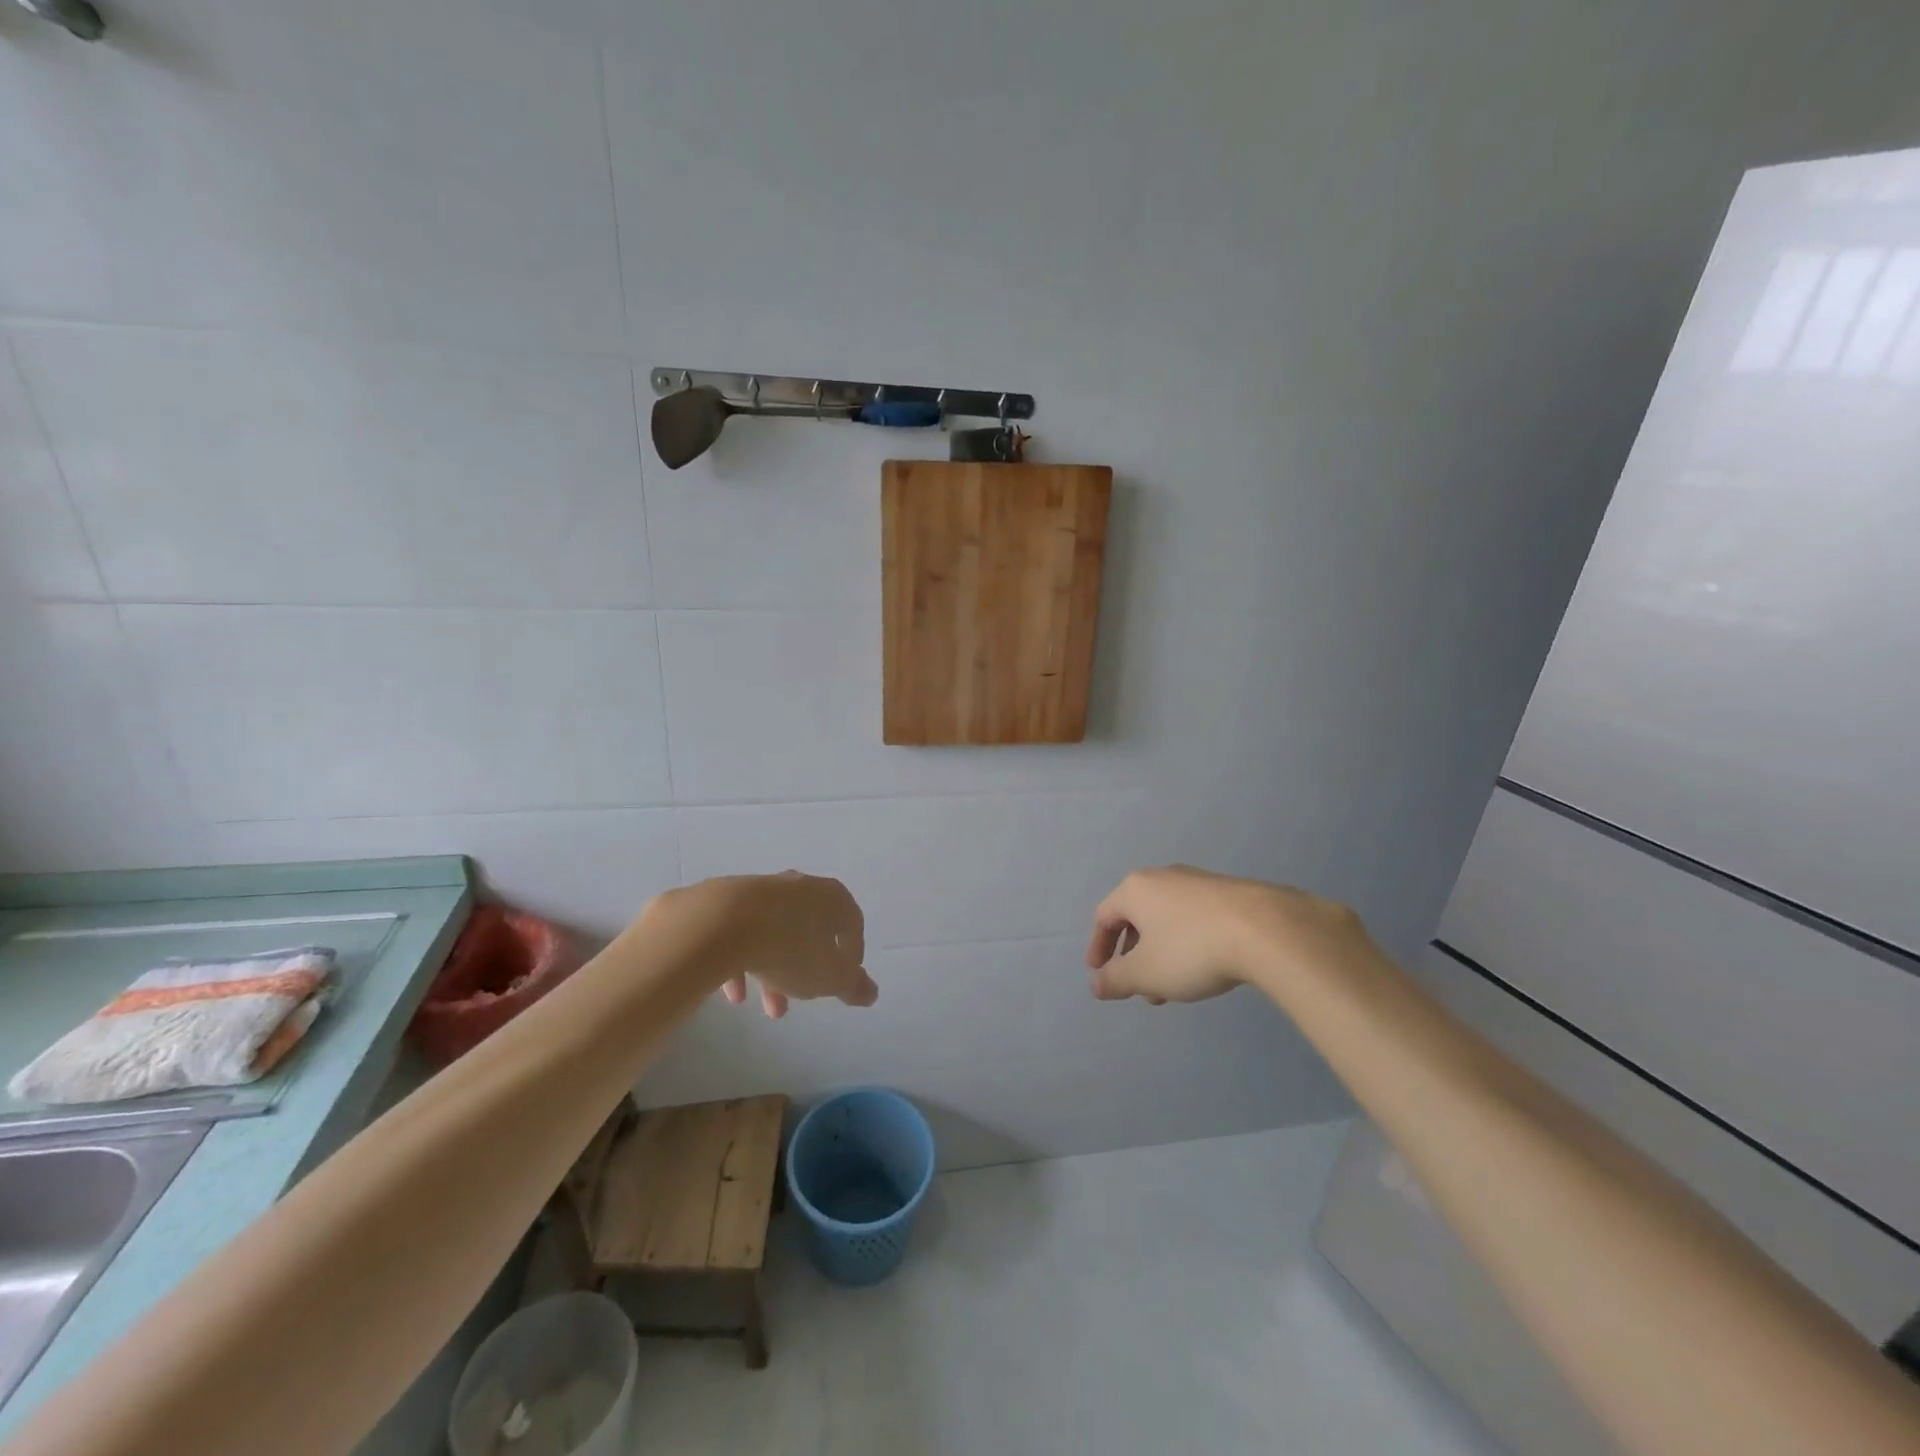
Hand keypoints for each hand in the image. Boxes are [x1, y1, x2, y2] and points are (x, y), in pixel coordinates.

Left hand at [649, 872, 876, 1019]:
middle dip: (807, 968)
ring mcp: (761, 890)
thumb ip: (852, 985)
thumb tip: (871, 992)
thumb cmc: (790, 949)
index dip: (852, 952)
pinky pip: (742, 933)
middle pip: (810, 929)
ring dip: (774, 970)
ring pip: (775, 933)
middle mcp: (799, 886)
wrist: (721, 923)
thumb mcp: (830, 977)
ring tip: (766, 1008)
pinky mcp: (727, 900)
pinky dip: (743, 961)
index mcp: (831, 897)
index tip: (845, 977)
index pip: (852, 922)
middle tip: (802, 1000)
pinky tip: (734, 994)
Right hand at [1086, 865, 1374, 1004]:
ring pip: (1167, 920)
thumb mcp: (1146, 973)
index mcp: (1135, 889)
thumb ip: (1115, 980)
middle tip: (1139, 988)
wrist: (1267, 929)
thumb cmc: (1192, 949)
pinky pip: (1194, 919)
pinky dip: (1187, 944)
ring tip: (1173, 989)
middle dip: (1134, 956)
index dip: (1099, 947)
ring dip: (1161, 954)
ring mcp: (1198, 882)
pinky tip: (1204, 969)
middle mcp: (1163, 877)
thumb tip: (1096, 984)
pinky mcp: (1229, 893)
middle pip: (1136, 917)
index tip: (1100, 974)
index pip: (1104, 916)